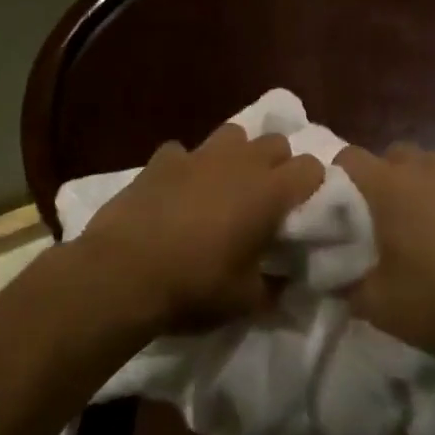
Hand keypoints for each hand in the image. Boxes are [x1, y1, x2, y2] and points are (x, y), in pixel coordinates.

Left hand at [80, 122, 323, 334]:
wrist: (123, 273)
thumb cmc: (195, 286)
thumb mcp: (247, 300)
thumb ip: (275, 284)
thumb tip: (286, 280)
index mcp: (269, 191)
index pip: (312, 167)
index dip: (311, 186)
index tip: (302, 210)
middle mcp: (240, 162)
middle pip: (276, 141)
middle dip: (277, 164)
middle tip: (266, 199)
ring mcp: (198, 155)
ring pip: (233, 134)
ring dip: (236, 155)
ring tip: (224, 186)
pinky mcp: (161, 159)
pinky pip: (183, 152)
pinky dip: (186, 167)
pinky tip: (176, 191)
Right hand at [335, 143, 434, 361]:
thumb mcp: (382, 308)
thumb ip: (348, 287)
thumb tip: (334, 277)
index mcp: (392, 188)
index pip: (350, 158)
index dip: (339, 177)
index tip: (341, 206)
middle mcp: (430, 168)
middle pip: (395, 156)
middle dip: (386, 180)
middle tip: (389, 221)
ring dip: (428, 188)